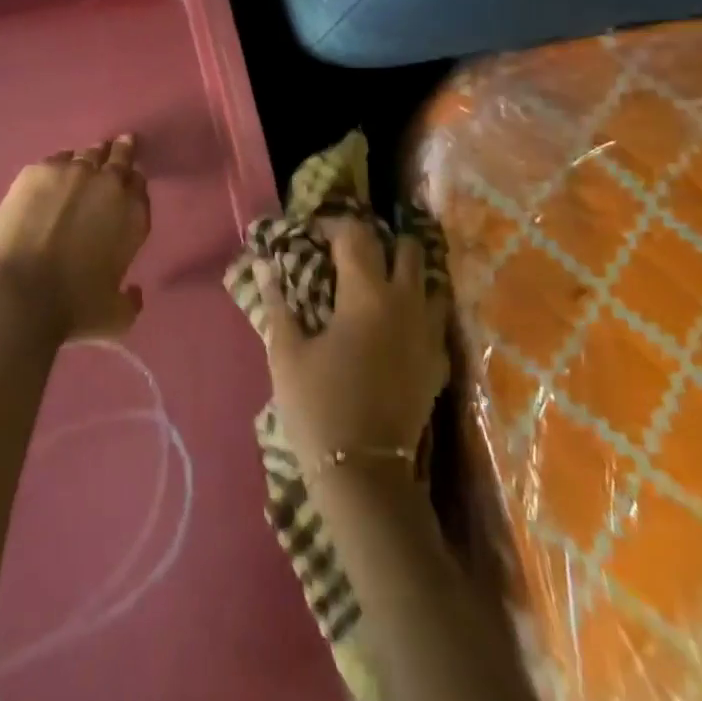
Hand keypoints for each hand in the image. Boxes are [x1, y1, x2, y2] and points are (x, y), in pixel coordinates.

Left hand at [0, 135, 151, 340]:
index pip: (140, 186)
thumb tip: (134, 292)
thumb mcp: (115, 317)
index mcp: (133, 216)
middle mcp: (108, 185)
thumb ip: (131, 301)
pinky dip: (59, 164)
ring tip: (88, 158)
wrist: (19, 293)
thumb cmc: (73, 309)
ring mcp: (71, 172)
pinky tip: (53, 171)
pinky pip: (55, 159)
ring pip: (87, 154)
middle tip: (122, 144)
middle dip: (121, 151)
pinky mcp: (36, 171)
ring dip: (91, 156)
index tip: (130, 181)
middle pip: (119, 157)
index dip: (135, 182)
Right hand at [254, 216, 449, 470]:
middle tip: (350, 254)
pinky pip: (435, 317)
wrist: (364, 475)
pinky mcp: (438, 362)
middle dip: (378, 241)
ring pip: (429, 280)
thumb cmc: (318, 406)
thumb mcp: (286, 351)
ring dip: (405, 271)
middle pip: (406, 247)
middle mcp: (406, 302)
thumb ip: (277, 302)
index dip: (333, 224)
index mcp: (367, 293)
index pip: (356, 234)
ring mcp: (428, 333)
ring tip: (377, 282)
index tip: (313, 233)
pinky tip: (395, 323)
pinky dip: (418, 307)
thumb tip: (262, 263)